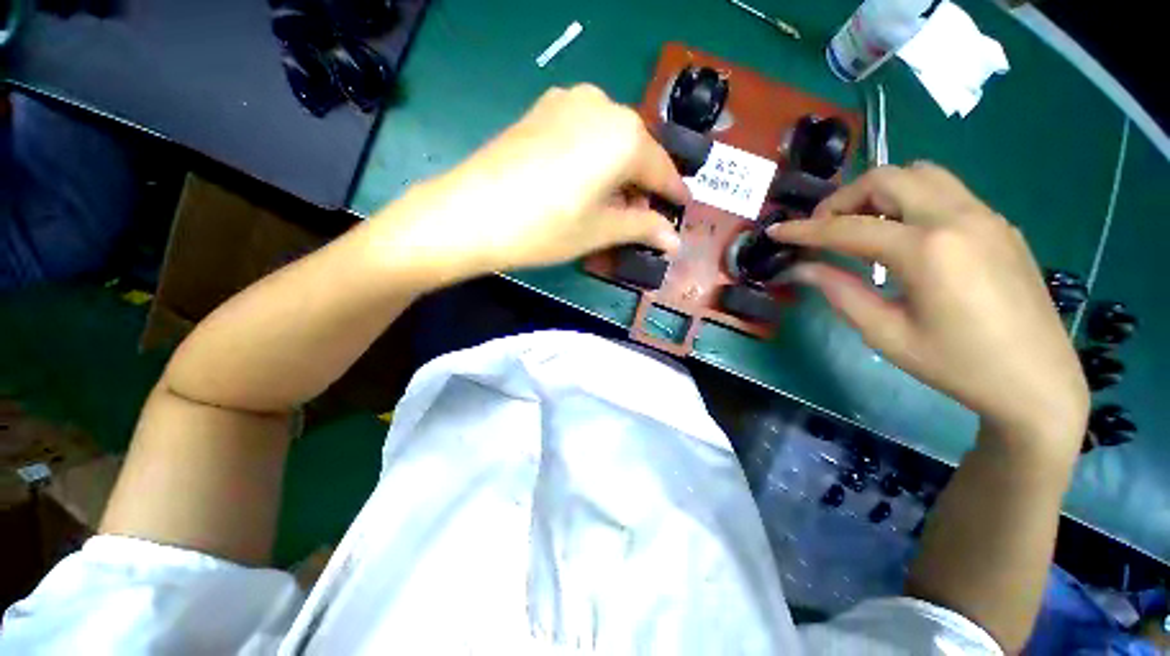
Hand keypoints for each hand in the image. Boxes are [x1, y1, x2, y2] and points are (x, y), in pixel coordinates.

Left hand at [371, 84, 688, 281]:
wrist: (470, 213)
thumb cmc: (545, 227)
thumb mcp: (600, 231)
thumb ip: (642, 228)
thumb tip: (675, 240)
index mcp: (624, 136)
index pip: (661, 169)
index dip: (672, 193)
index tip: (680, 209)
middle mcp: (602, 106)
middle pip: (637, 149)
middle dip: (643, 183)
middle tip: (642, 215)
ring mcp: (568, 101)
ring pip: (610, 138)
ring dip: (619, 169)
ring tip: (612, 202)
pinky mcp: (542, 108)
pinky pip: (585, 131)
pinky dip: (594, 156)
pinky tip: (584, 180)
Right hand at [770, 163, 1088, 456]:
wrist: (1038, 383)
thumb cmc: (957, 366)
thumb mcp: (886, 334)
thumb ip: (840, 291)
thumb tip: (801, 268)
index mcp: (928, 250)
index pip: (849, 228)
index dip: (805, 229)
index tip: (776, 230)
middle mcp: (958, 217)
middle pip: (887, 178)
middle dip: (843, 199)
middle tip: (823, 229)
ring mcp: (985, 216)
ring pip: (920, 174)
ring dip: (879, 192)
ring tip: (861, 226)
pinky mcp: (999, 224)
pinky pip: (945, 191)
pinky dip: (909, 200)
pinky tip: (902, 235)